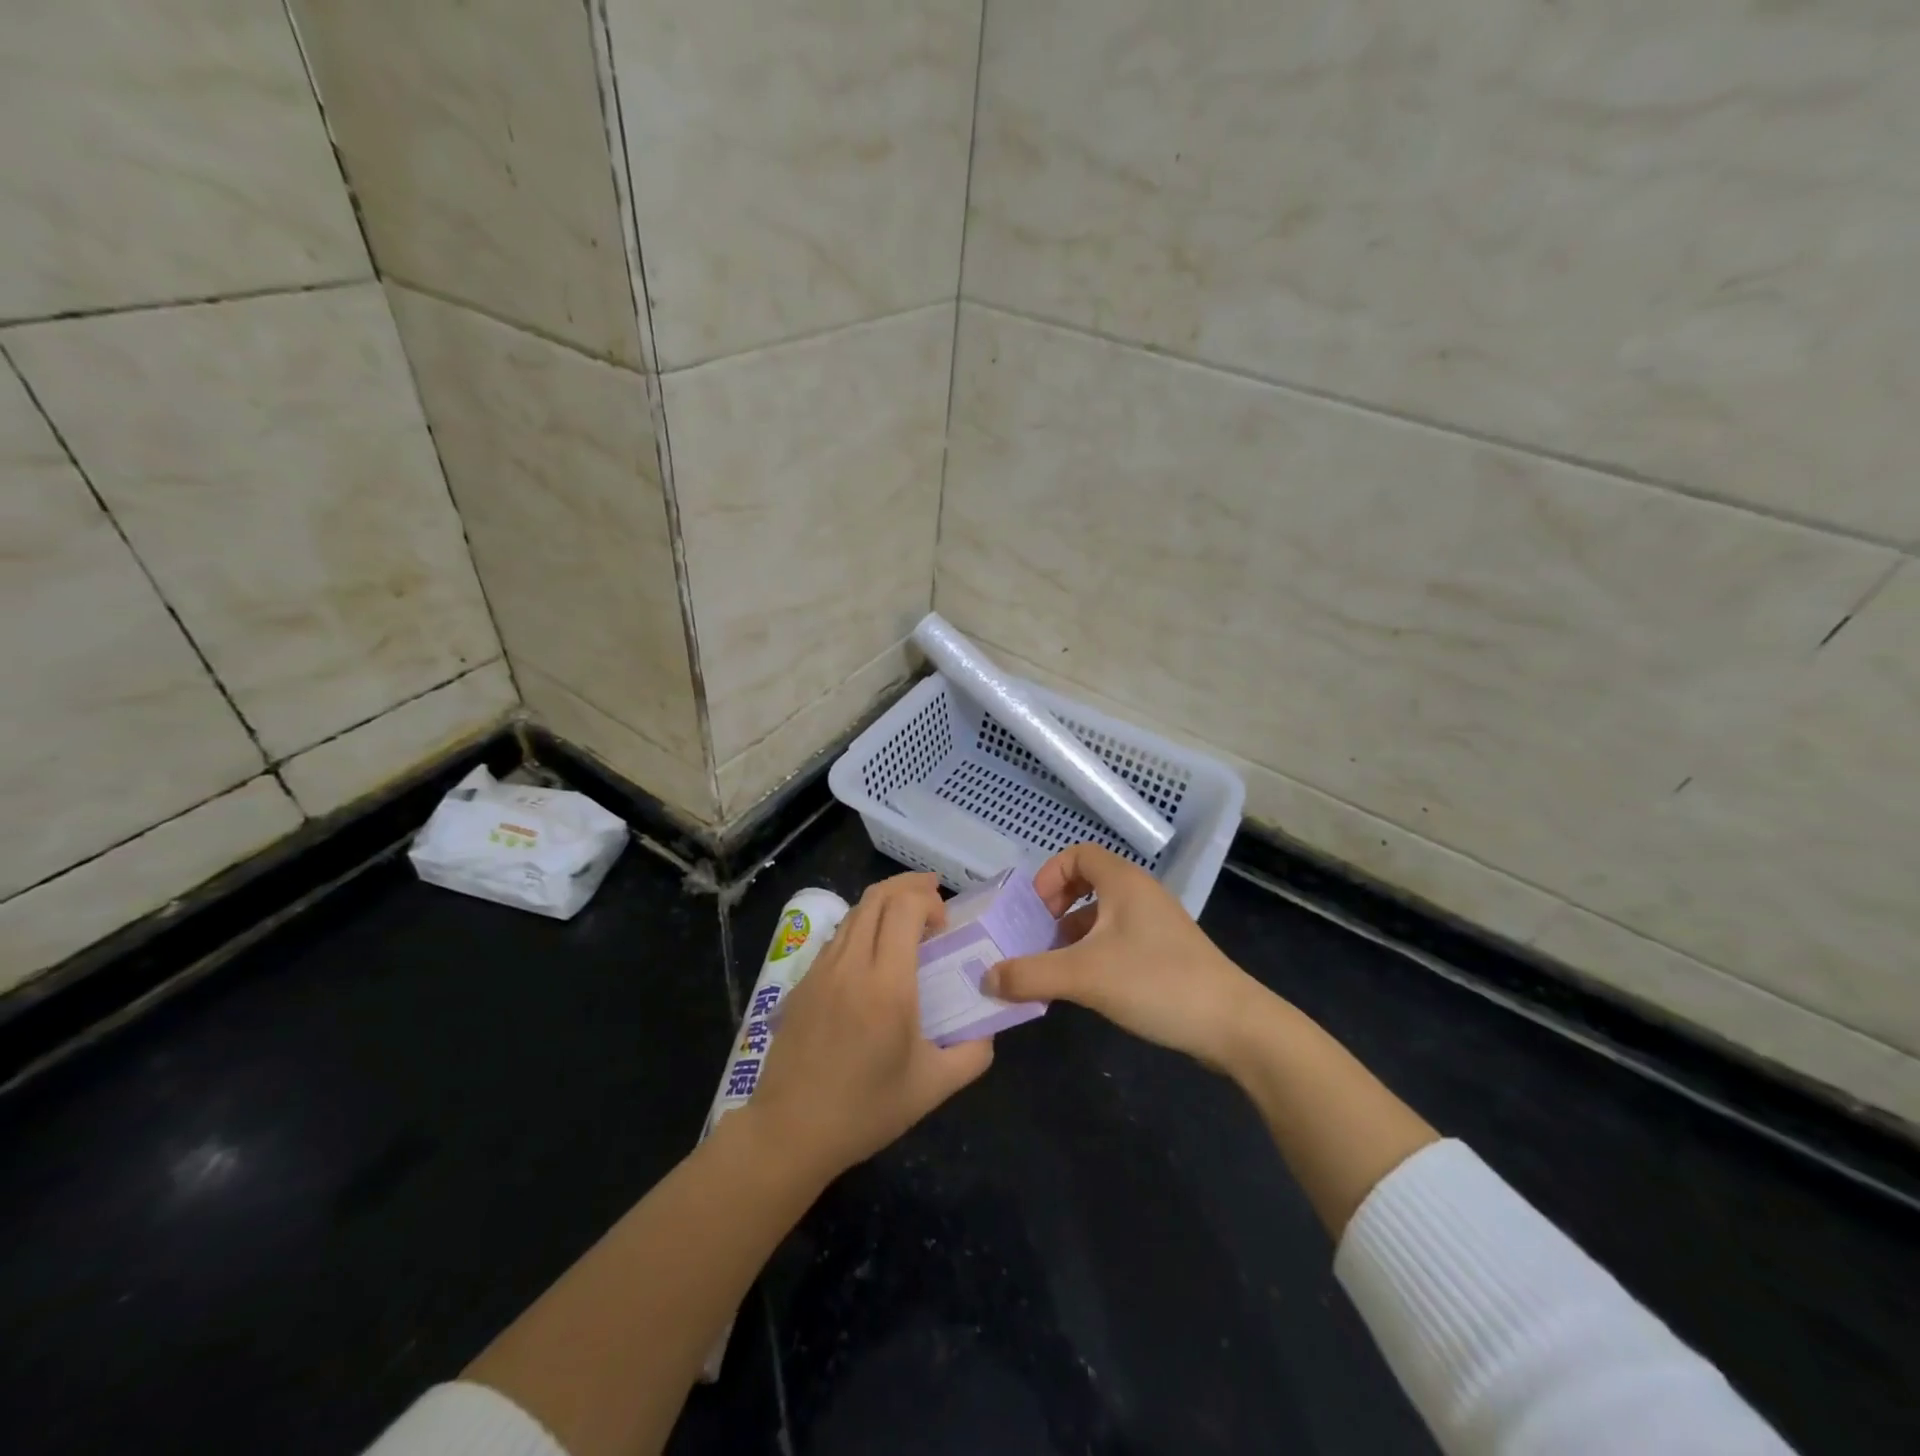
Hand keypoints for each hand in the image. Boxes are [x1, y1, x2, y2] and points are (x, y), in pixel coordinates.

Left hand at [744, 872, 993, 1182]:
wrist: (790, 1132)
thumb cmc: (865, 1111)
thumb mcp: (933, 1088)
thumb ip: (972, 1054)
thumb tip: (988, 1029)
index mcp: (887, 985)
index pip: (904, 908)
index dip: (928, 900)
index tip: (945, 923)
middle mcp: (851, 965)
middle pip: (877, 897)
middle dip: (909, 886)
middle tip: (933, 897)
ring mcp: (821, 970)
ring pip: (854, 913)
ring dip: (884, 904)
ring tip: (907, 919)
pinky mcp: (802, 982)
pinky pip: (837, 937)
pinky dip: (862, 926)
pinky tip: (874, 952)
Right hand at [983, 843, 1261, 1066]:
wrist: (1234, 1025)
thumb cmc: (1156, 983)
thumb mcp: (1084, 976)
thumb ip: (1030, 974)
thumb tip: (985, 978)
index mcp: (1123, 882)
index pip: (1078, 854)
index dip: (1049, 875)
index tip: (1033, 910)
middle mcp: (1141, 894)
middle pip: (1088, 882)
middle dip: (1056, 907)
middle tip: (1037, 937)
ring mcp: (1157, 924)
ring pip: (1103, 914)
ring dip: (1073, 933)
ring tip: (1054, 966)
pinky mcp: (1166, 953)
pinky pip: (1119, 938)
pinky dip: (1095, 952)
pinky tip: (1086, 986)